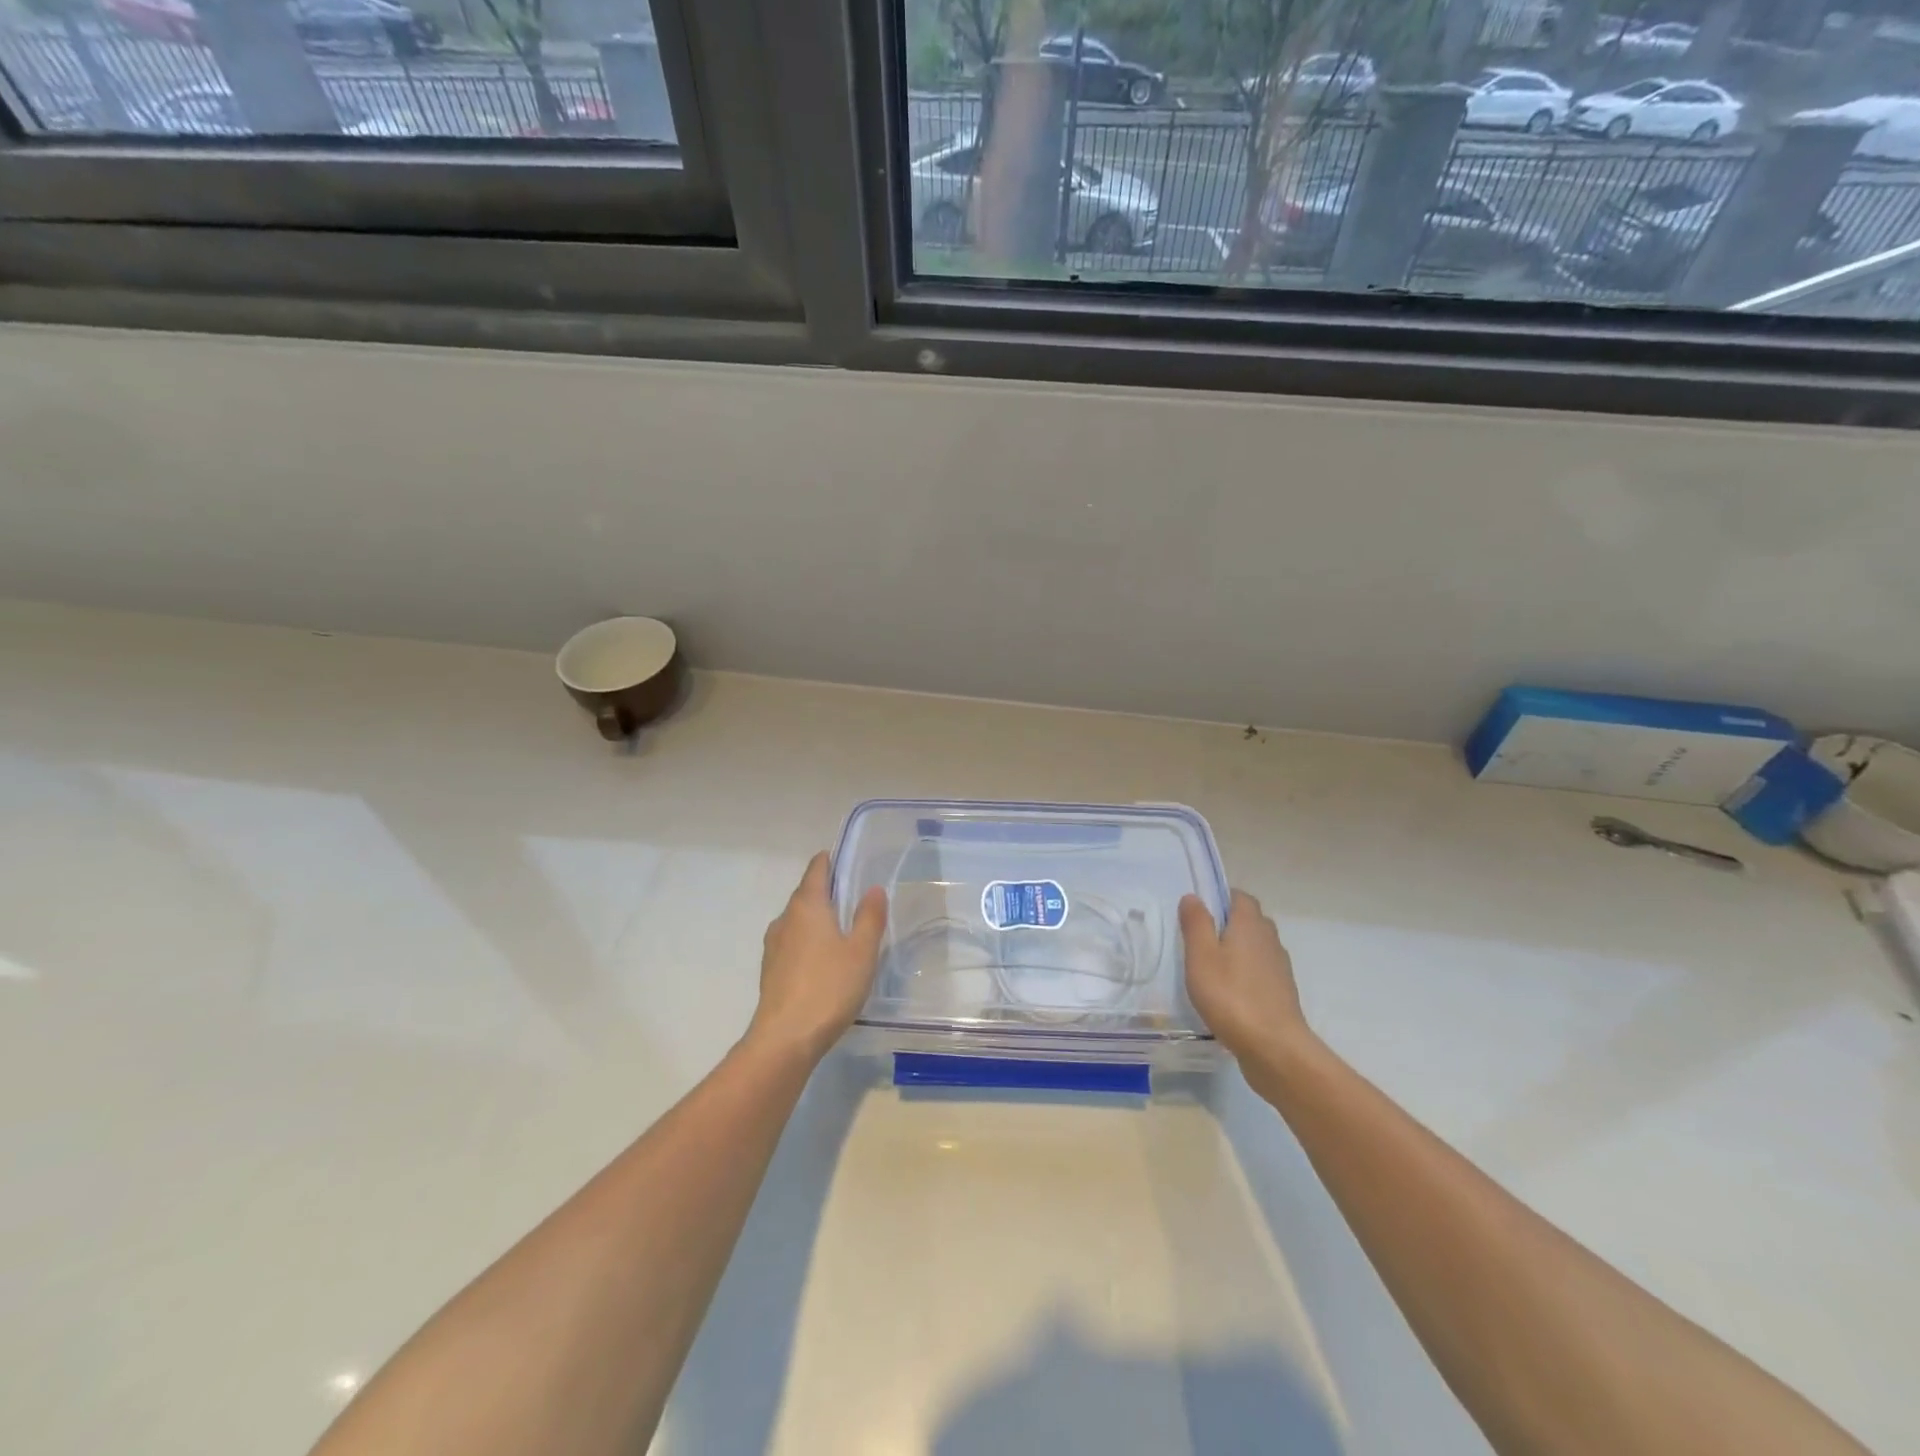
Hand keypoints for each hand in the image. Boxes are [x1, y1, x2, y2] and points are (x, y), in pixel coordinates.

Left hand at [747, 852, 887, 1064]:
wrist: (785, 1039)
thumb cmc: (829, 987)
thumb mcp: (862, 951)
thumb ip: (869, 917)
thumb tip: (873, 888)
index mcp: (806, 905)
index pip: (817, 868)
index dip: (832, 860)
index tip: (850, 861)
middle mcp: (785, 918)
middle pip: (806, 893)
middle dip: (829, 891)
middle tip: (857, 898)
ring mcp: (774, 945)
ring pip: (799, 920)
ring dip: (819, 919)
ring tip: (845, 931)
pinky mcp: (771, 970)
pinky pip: (793, 943)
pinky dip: (809, 942)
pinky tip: (826, 961)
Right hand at [1180, 890, 1310, 1067]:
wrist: (1274, 1048)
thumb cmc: (1231, 996)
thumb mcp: (1201, 956)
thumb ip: (1196, 923)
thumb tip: (1193, 896)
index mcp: (1250, 925)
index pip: (1240, 897)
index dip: (1220, 897)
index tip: (1199, 910)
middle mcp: (1269, 939)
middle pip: (1249, 920)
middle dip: (1227, 923)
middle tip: (1199, 938)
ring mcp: (1279, 967)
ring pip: (1256, 947)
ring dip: (1237, 950)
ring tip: (1210, 967)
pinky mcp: (1282, 992)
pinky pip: (1260, 971)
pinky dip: (1245, 974)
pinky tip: (1228, 992)